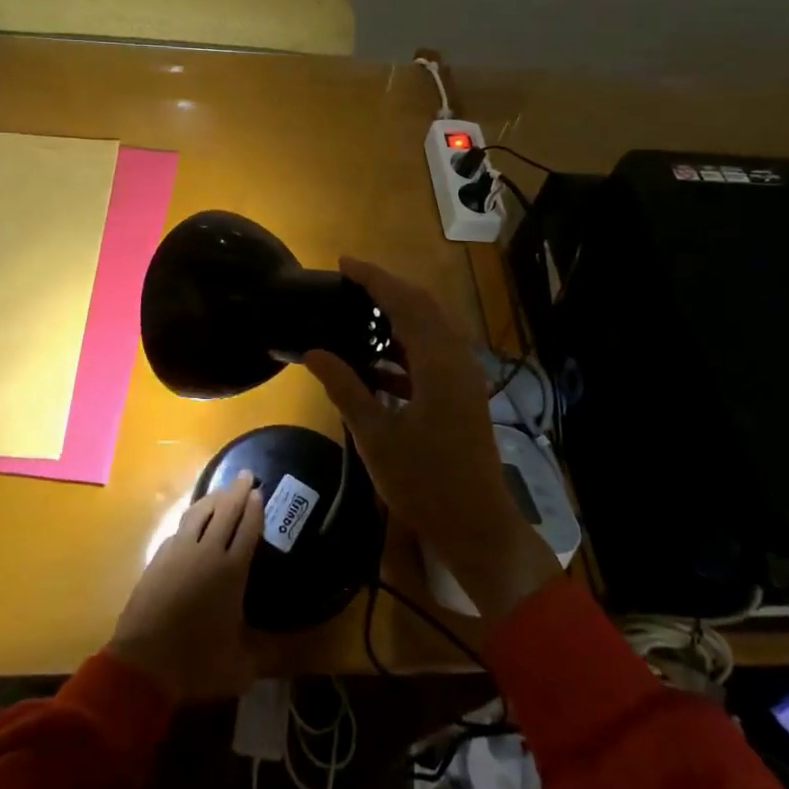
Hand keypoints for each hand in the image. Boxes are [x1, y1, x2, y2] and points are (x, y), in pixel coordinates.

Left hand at [109, 472, 261, 701]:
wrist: (144, 663)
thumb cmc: (196, 663)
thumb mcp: (240, 667)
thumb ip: (265, 654)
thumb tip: (289, 653)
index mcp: (232, 571)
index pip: (247, 528)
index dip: (255, 508)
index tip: (259, 491)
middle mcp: (207, 552)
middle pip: (225, 511)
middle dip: (237, 491)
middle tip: (246, 475)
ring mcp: (179, 551)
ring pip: (199, 513)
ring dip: (213, 498)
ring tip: (221, 492)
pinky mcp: (158, 558)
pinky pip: (180, 528)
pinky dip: (192, 518)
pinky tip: (193, 522)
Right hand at [304, 258, 560, 622]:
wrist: (475, 525)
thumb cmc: (424, 482)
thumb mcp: (376, 435)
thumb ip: (345, 387)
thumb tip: (314, 351)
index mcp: (439, 363)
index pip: (406, 302)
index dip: (375, 278)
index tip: (344, 263)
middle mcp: (457, 360)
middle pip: (424, 307)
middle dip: (388, 289)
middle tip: (350, 282)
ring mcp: (463, 378)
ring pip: (431, 329)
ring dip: (399, 316)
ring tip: (359, 314)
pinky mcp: (462, 395)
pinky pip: (433, 354)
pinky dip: (406, 347)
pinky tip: (377, 362)